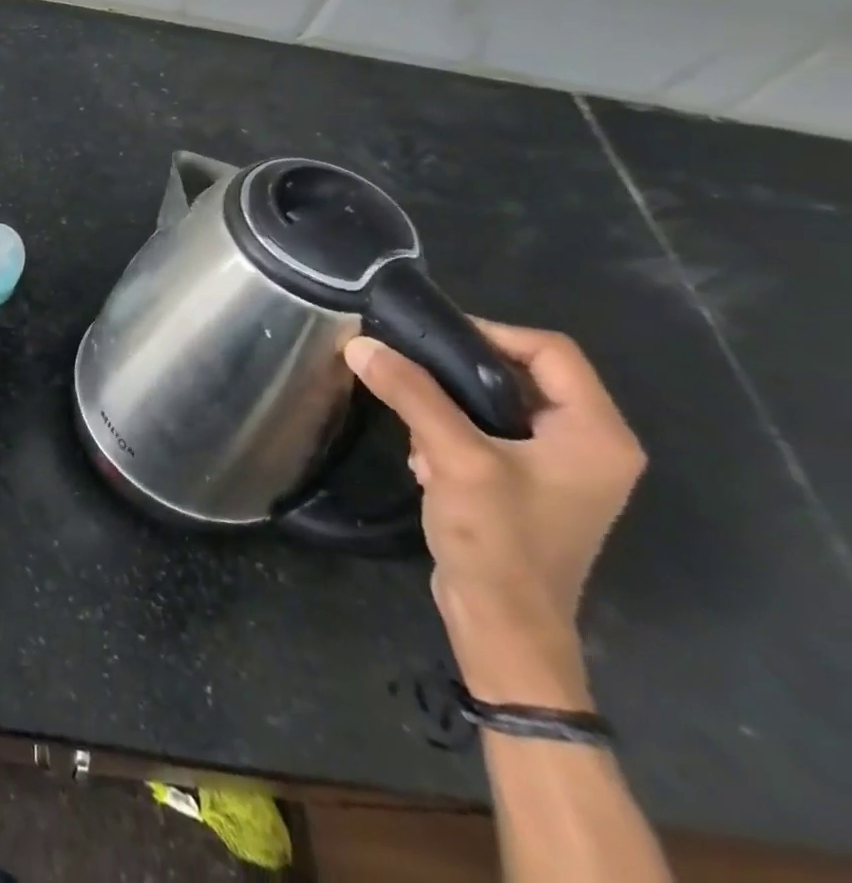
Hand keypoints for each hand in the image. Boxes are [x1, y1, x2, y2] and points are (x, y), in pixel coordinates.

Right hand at [345, 322, 645, 707]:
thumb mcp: (453, 456)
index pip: (550, 350)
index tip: (428, 337)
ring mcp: (561, 469)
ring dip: (449, 407)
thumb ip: (411, 394)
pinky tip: (423, 459)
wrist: (503, 625)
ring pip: (498, 403)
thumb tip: (360, 344)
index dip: (489, 332)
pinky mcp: (530, 486)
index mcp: (598, 434)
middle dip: (459, 374)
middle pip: (522, 374)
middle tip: (409, 373)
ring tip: (415, 429)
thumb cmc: (497, 539)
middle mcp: (590, 445)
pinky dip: (452, 434)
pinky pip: (490, 433)